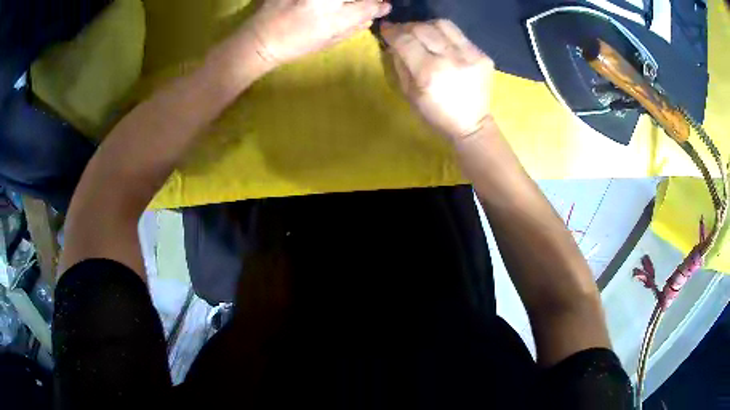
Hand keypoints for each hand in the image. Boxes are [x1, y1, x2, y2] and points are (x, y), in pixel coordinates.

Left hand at [247, 0, 391, 64]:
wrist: (259, 38)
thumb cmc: (294, 46)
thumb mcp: (327, 42)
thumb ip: (353, 27)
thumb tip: (374, 16)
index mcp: (331, 19)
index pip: (369, 6)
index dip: (380, 5)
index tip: (384, 6)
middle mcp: (323, 0)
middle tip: (369, 2)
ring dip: (345, 0)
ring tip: (339, 7)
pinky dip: (327, 0)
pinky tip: (323, 5)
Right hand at [381, 20, 493, 141]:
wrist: (472, 124)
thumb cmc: (436, 114)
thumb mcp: (409, 94)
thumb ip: (400, 64)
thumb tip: (394, 44)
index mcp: (428, 73)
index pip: (405, 41)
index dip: (392, 32)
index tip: (385, 29)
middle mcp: (450, 59)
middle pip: (423, 28)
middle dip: (407, 27)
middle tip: (402, 32)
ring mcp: (470, 55)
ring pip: (442, 25)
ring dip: (426, 26)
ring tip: (421, 34)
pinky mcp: (482, 55)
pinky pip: (458, 35)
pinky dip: (444, 34)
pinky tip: (440, 43)